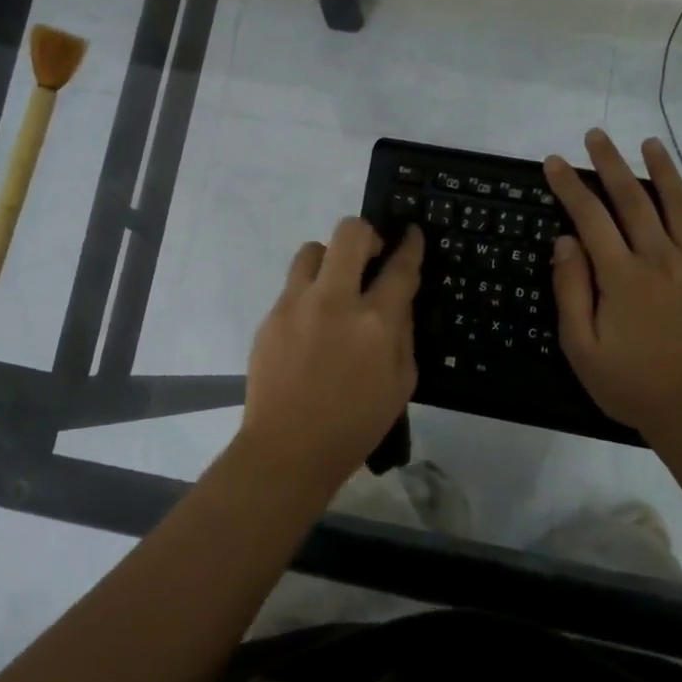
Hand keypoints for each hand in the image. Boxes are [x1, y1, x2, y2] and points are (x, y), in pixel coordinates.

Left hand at [239, 218, 424, 489]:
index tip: (411, 233)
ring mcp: (296, 305)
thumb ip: (403, 334)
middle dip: (367, 234)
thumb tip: (397, 301)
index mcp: (374, 322)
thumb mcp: (400, 384)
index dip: (409, 245)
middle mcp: (334, 301)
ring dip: (331, 258)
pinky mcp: (270, 317)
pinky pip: (293, 285)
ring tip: (336, 285)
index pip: (399, 267)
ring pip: (313, 249)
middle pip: (349, 234)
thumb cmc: (355, 424)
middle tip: (371, 255)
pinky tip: (313, 322)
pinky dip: (309, 291)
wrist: (288, 448)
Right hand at [544, 129, 681, 437]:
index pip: (589, 218)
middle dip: (611, 165)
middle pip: (634, 201)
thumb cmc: (632, 385)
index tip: (555, 161)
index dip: (569, 187)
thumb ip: (571, 290)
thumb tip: (565, 241)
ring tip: (651, 144)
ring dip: (666, 173)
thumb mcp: (581, 346)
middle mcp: (661, 259)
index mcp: (621, 275)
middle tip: (597, 136)